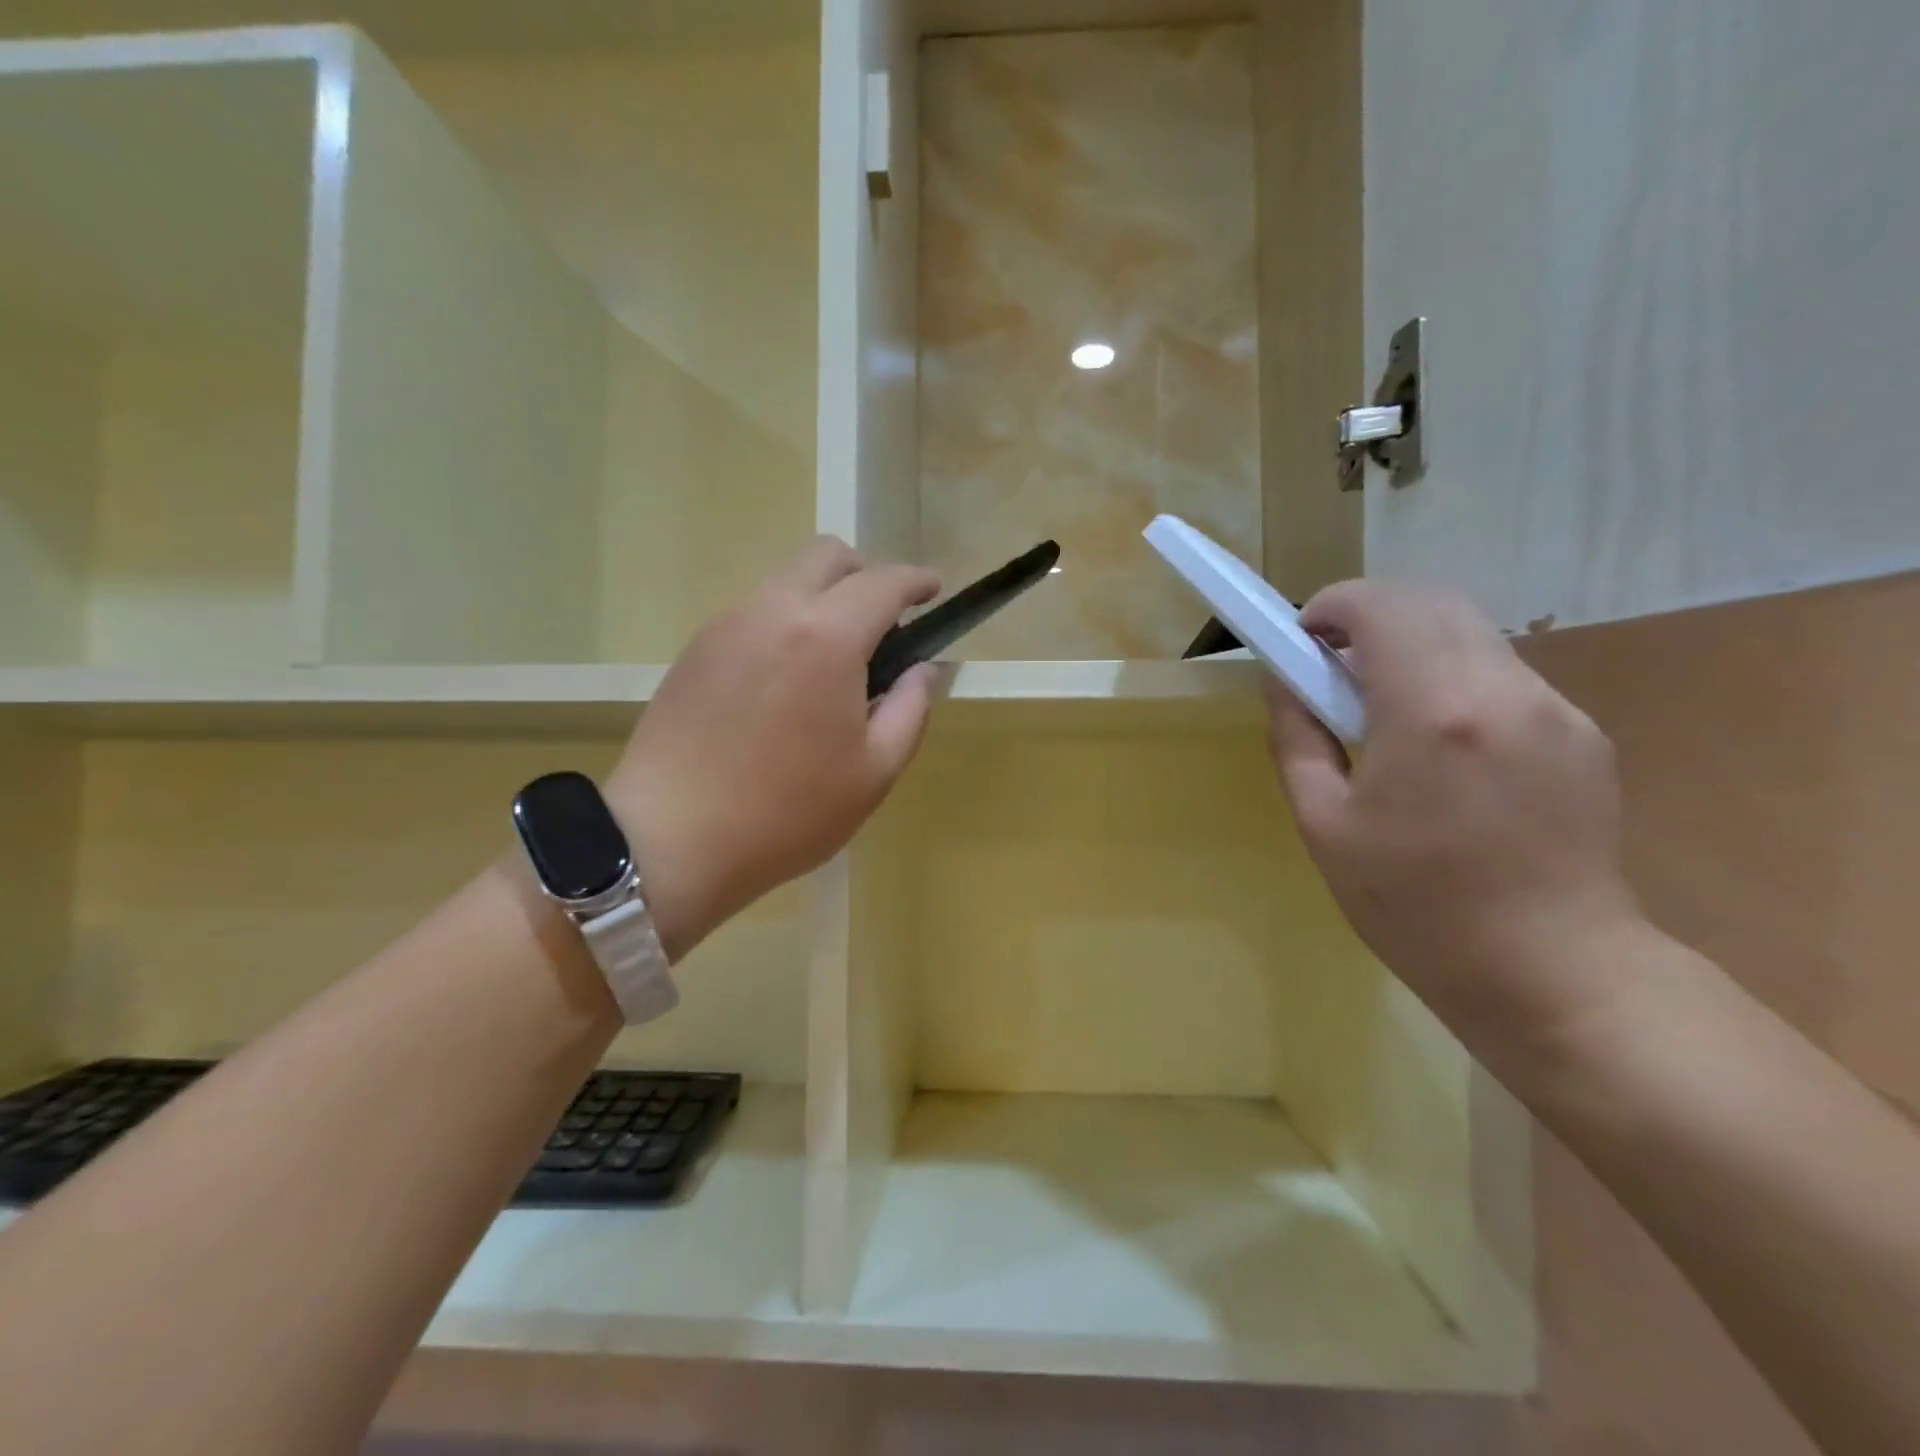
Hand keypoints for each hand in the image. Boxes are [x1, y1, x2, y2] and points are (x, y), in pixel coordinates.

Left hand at [607, 537, 938, 959]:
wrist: (669, 840)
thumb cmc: (787, 812)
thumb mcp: (873, 771)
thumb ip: (910, 708)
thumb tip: (924, 669)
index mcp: (826, 637)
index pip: (883, 582)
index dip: (916, 580)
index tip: (933, 591)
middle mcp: (773, 611)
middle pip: (826, 556)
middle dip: (865, 575)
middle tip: (882, 625)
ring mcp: (725, 625)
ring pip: (785, 580)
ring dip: (822, 598)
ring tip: (832, 662)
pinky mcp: (694, 649)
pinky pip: (753, 611)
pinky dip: (784, 622)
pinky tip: (785, 681)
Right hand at [1266, 581, 1644, 1043]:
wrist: (1552, 970)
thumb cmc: (1415, 905)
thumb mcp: (1324, 824)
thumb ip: (1297, 737)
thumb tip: (1284, 682)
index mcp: (1432, 712)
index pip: (1381, 606)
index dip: (1332, 605)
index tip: (1303, 637)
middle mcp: (1503, 690)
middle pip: (1432, 602)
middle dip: (1371, 615)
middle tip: (1334, 666)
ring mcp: (1554, 709)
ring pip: (1472, 633)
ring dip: (1414, 646)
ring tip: (1383, 710)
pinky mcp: (1583, 732)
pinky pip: (1503, 675)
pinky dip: (1454, 678)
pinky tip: (1440, 745)